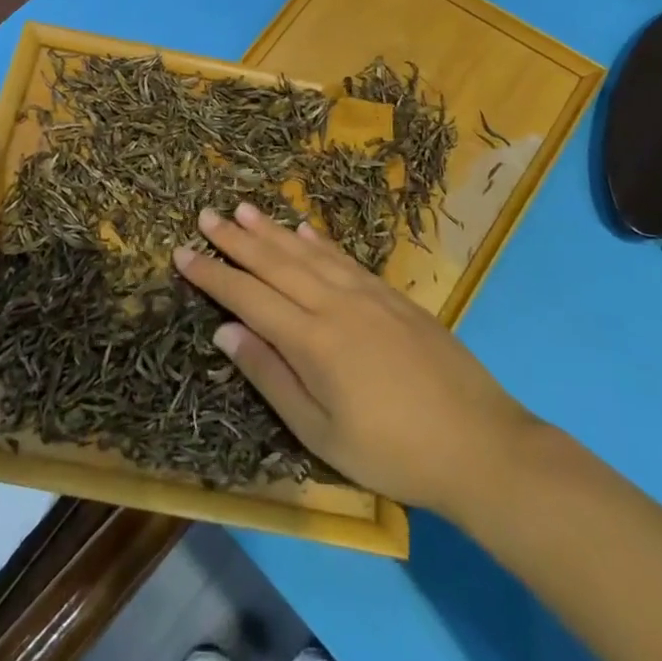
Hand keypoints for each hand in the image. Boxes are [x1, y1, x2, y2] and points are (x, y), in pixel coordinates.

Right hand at [174, 202, 538, 519]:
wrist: (479, 443)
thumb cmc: (391, 451)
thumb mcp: (320, 433)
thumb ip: (271, 376)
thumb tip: (226, 331)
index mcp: (312, 340)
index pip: (248, 297)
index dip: (213, 275)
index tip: (182, 252)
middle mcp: (335, 304)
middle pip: (275, 263)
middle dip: (237, 239)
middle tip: (207, 215)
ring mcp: (367, 295)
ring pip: (309, 253)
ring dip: (274, 230)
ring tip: (245, 209)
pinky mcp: (393, 296)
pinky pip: (345, 258)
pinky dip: (320, 241)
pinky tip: (305, 229)